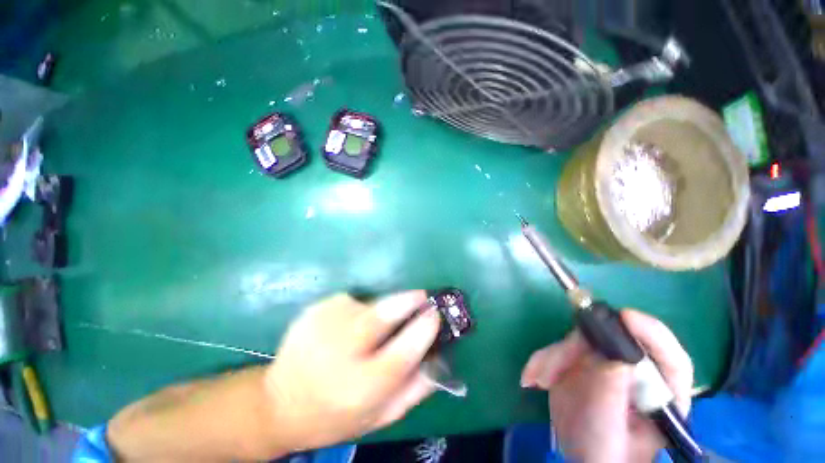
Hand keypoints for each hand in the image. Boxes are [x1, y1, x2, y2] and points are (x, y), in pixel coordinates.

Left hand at [265, 291, 440, 451]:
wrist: (277, 405)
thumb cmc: (336, 415)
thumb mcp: (381, 415)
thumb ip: (415, 388)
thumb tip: (438, 355)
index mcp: (360, 387)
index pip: (402, 353)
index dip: (423, 330)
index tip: (435, 314)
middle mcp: (340, 354)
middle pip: (380, 316)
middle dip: (406, 301)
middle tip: (421, 296)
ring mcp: (323, 327)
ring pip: (366, 306)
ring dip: (378, 310)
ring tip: (367, 330)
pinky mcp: (313, 311)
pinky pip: (348, 303)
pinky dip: (356, 311)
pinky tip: (343, 329)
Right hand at [520, 310, 693, 462]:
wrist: (578, 456)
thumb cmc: (602, 453)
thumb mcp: (606, 430)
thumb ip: (610, 394)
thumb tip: (612, 354)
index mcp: (659, 394)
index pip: (669, 358)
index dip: (651, 333)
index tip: (625, 317)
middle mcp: (635, 372)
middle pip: (610, 342)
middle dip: (576, 348)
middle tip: (552, 367)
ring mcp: (607, 365)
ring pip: (579, 341)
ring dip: (553, 357)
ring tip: (538, 379)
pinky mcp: (581, 363)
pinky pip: (559, 349)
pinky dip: (543, 360)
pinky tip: (532, 377)